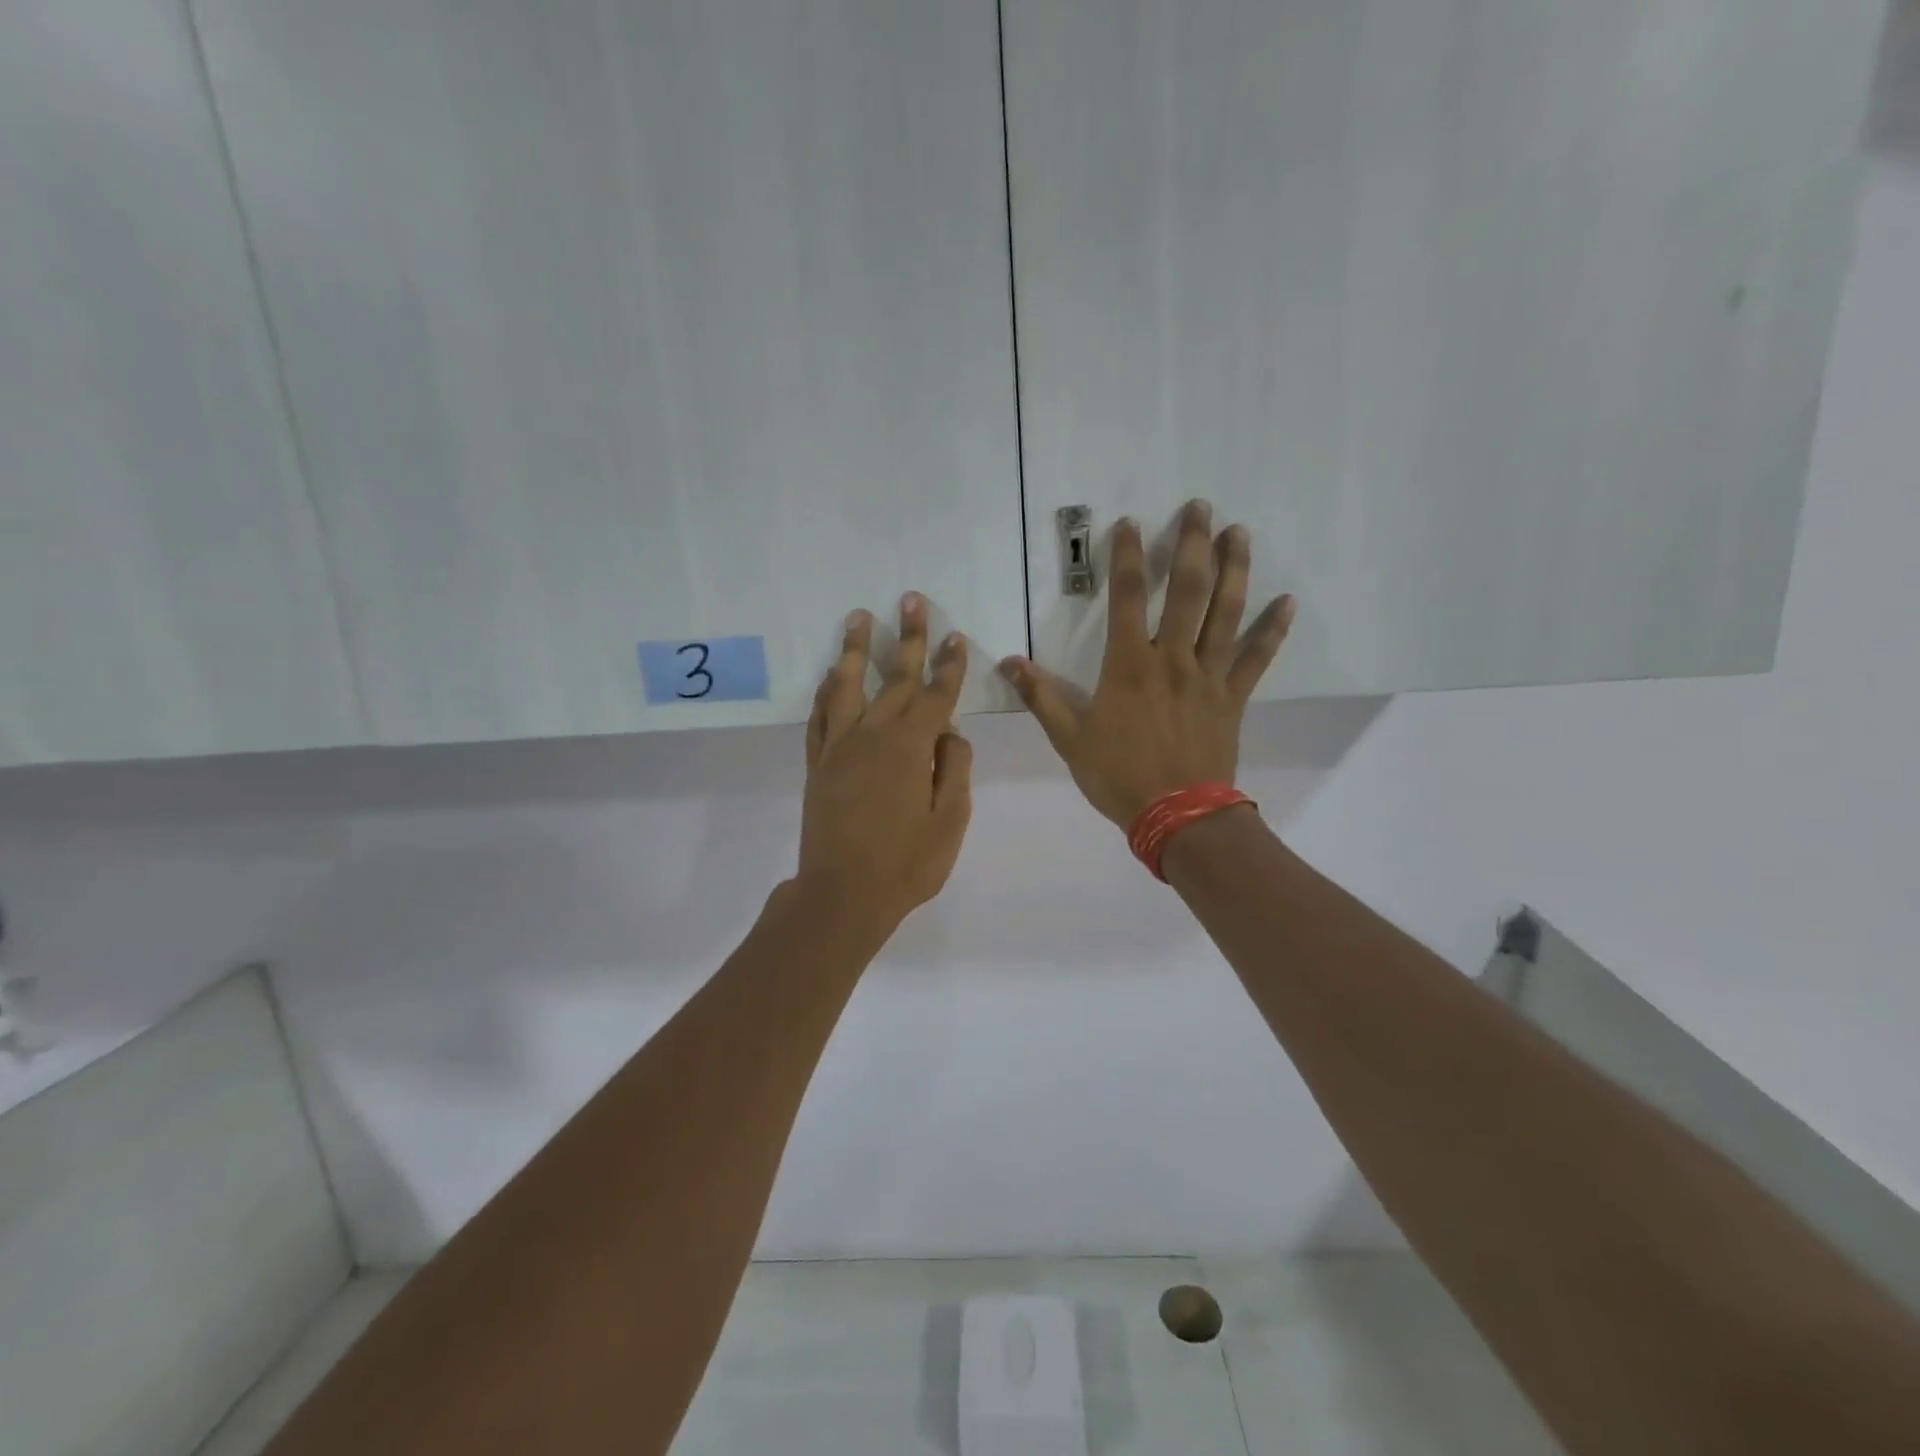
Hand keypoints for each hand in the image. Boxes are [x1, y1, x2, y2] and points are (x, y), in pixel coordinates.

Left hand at [798, 593, 973, 932]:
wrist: (842, 895)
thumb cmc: (906, 865)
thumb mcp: (950, 822)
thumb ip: (953, 770)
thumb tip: (951, 735)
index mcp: (911, 747)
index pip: (937, 695)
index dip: (949, 665)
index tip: (955, 636)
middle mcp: (873, 735)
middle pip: (895, 678)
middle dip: (908, 638)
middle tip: (912, 599)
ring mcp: (840, 748)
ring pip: (847, 686)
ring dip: (855, 649)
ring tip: (859, 617)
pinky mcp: (818, 764)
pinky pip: (820, 717)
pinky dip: (825, 692)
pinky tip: (830, 675)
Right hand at [999, 500, 1293, 826]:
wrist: (1178, 815)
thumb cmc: (1119, 776)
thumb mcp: (1069, 739)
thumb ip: (1042, 697)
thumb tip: (1009, 662)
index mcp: (1130, 666)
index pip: (1127, 599)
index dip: (1127, 558)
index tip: (1130, 523)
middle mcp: (1173, 659)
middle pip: (1187, 591)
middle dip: (1193, 545)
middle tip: (1201, 507)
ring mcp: (1208, 676)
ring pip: (1226, 613)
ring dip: (1235, 570)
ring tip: (1240, 533)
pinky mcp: (1233, 697)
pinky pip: (1257, 658)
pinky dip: (1272, 630)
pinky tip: (1288, 602)